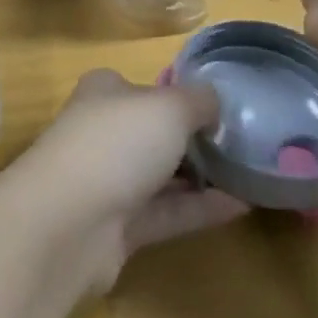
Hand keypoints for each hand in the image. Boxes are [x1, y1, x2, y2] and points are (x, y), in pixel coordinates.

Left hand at [8, 70, 247, 293]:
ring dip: (202, 176)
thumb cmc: (117, 143)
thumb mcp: (170, 107)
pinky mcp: (116, 230)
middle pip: (155, 132)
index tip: (221, 106)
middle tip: (243, 142)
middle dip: (195, 138)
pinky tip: (240, 207)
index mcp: (106, 91)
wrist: (67, 225)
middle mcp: (104, 132)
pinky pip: (166, 213)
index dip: (182, 94)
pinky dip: (199, 209)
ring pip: (162, 175)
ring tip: (250, 174)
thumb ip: (199, 101)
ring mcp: (108, 182)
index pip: (147, 87)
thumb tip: (215, 102)